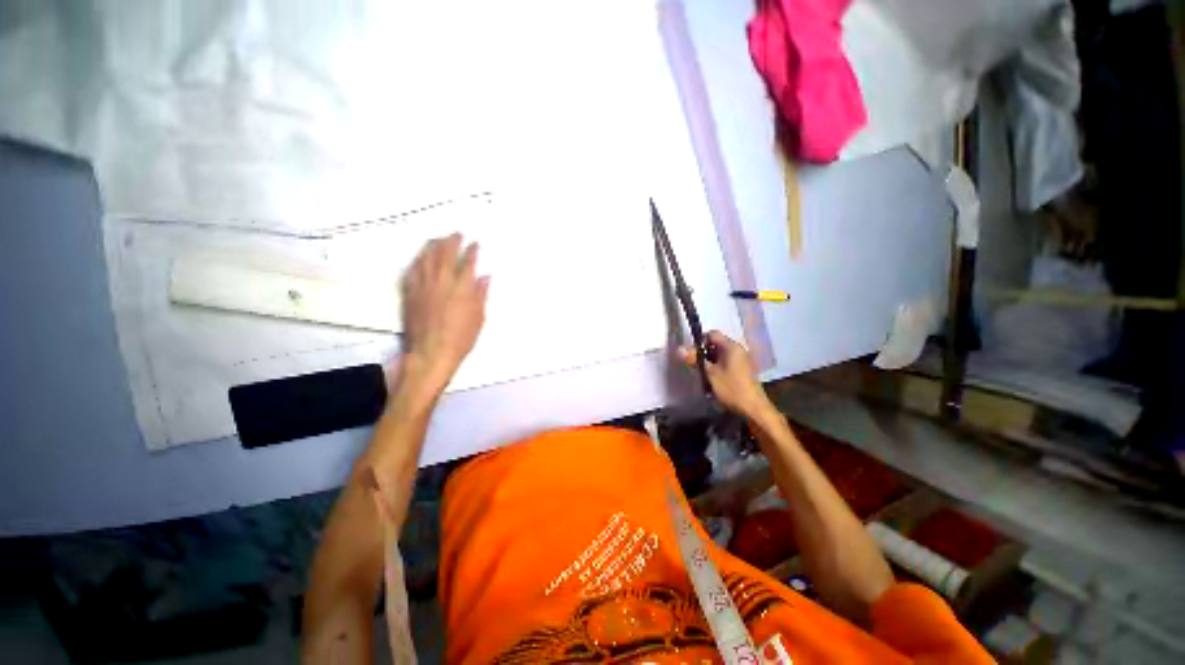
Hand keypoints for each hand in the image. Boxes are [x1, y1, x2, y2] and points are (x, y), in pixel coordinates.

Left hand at [398, 234, 489, 396]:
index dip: (471, 250)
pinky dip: (418, 261)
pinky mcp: (410, 293)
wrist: (431, 352)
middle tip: (456, 233)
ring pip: (426, 259)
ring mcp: (423, 286)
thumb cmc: (461, 338)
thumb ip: (481, 295)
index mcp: (462, 289)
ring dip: (433, 246)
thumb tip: (485, 276)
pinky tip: (420, 257)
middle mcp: (442, 282)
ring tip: (438, 238)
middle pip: (445, 254)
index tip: (475, 242)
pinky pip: (412, 271)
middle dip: (452, 241)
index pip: (467, 263)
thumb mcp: (479, 318)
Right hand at [684, 331, 772, 417]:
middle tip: (695, 364)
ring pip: (719, 355)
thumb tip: (679, 349)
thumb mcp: (710, 374)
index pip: (712, 334)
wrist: (753, 409)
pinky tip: (712, 381)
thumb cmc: (731, 388)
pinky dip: (717, 369)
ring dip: (709, 362)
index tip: (691, 352)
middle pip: (715, 344)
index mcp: (731, 347)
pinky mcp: (742, 371)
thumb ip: (695, 360)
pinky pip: (725, 363)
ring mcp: (741, 361)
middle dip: (703, 353)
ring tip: (702, 374)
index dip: (699, 340)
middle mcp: (738, 350)